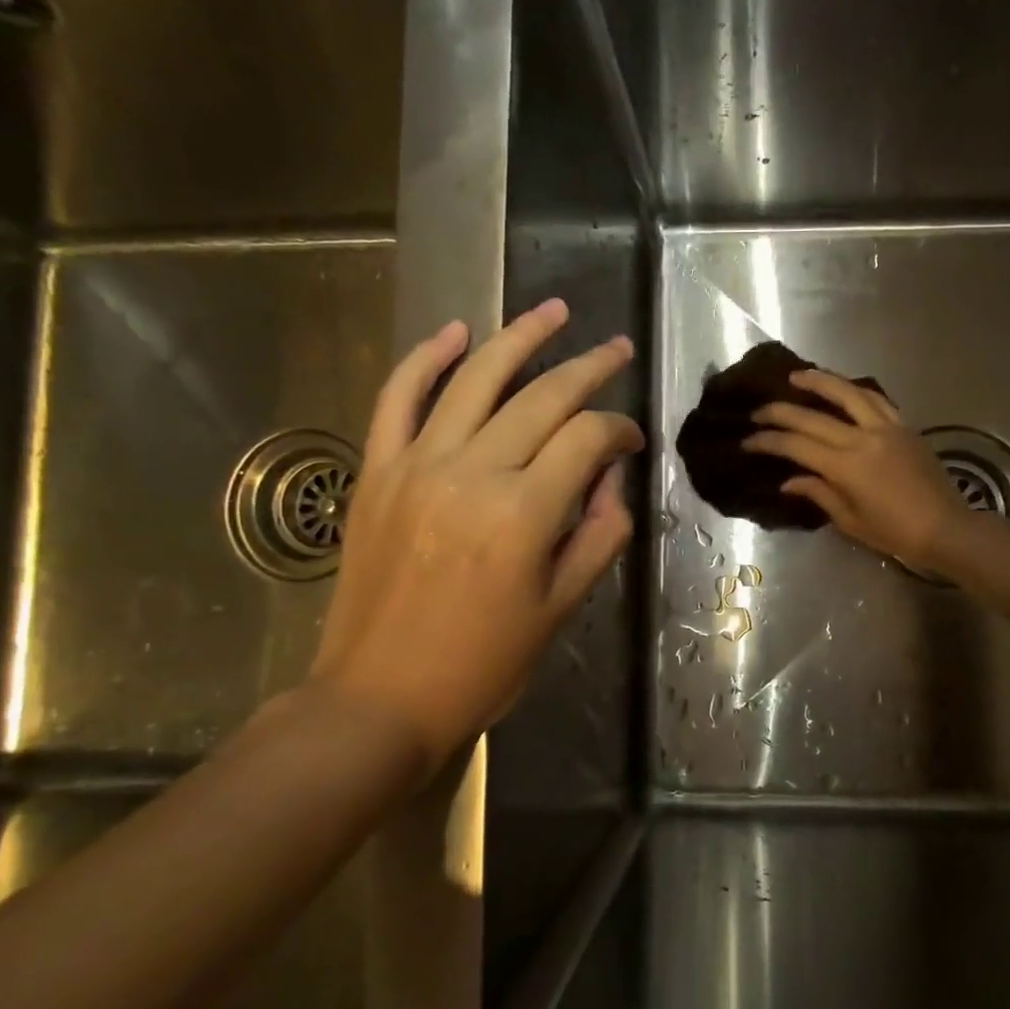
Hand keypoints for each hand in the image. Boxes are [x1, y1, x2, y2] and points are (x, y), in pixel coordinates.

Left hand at [310, 299, 642, 781]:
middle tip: (617, 349)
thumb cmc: (483, 666)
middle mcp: (473, 472)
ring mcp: (417, 465)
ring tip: (555, 310)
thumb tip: (609, 478)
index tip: (632, 443)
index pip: (587, 439)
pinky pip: (398, 397)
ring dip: (520, 337)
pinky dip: (426, 358)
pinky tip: (456, 331)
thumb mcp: (562, 608)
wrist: (379, 698)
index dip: (619, 432)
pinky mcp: (377, 471)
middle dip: (589, 368)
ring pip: (476, 379)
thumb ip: (598, 534)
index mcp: (524, 513)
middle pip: (542, 397)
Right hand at [743, 368, 968, 569]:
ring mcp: (886, 428)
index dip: (768, 441)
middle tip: (759, 410)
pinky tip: (842, 389)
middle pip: (813, 416)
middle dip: (780, 412)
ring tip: (797, 377)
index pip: (796, 445)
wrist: (946, 528)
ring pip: (848, 393)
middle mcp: (863, 438)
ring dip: (819, 381)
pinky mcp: (904, 426)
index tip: (748, 440)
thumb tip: (789, 480)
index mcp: (846, 467)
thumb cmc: (894, 533)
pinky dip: (854, 391)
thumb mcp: (850, 520)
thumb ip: (818, 493)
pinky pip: (875, 400)